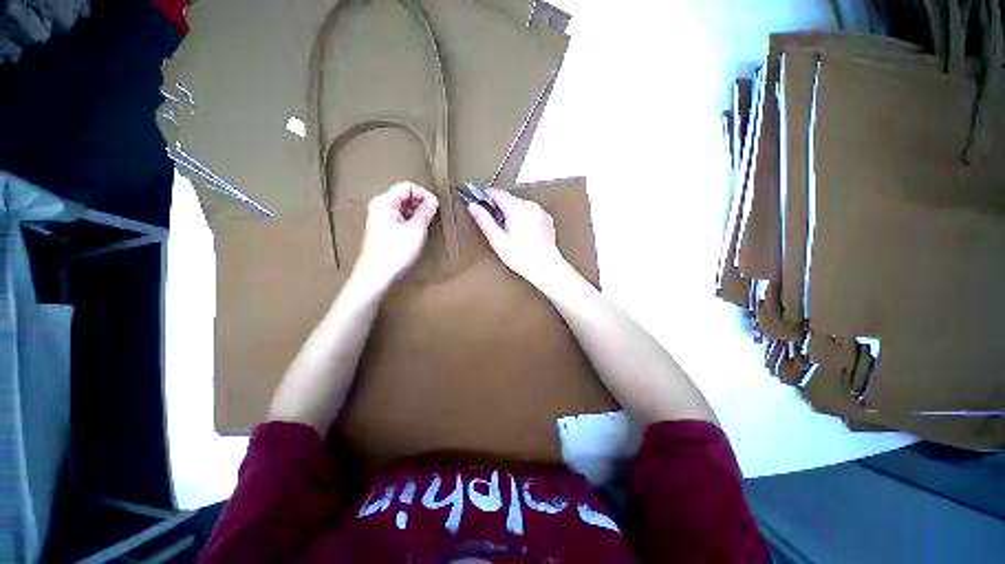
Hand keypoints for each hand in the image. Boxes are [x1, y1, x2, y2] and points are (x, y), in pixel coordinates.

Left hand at [352, 181, 438, 289]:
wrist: (377, 274)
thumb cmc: (396, 250)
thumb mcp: (416, 229)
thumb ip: (426, 212)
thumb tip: (433, 201)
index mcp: (385, 202)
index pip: (407, 187)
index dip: (424, 194)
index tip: (436, 206)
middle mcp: (381, 207)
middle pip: (404, 196)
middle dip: (421, 202)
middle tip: (434, 215)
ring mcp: (381, 219)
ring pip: (403, 208)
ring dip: (417, 212)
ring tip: (429, 223)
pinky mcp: (384, 231)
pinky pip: (400, 218)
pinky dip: (411, 221)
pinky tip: (419, 231)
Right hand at [467, 189, 567, 284]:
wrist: (546, 267)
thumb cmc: (522, 257)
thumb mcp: (498, 240)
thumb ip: (484, 220)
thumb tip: (473, 206)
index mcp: (517, 208)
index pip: (497, 193)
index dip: (485, 197)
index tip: (478, 203)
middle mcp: (530, 205)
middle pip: (509, 199)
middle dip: (499, 209)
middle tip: (495, 226)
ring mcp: (540, 211)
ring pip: (519, 205)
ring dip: (512, 213)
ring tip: (510, 233)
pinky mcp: (546, 218)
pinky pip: (530, 212)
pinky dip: (523, 218)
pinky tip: (522, 234)